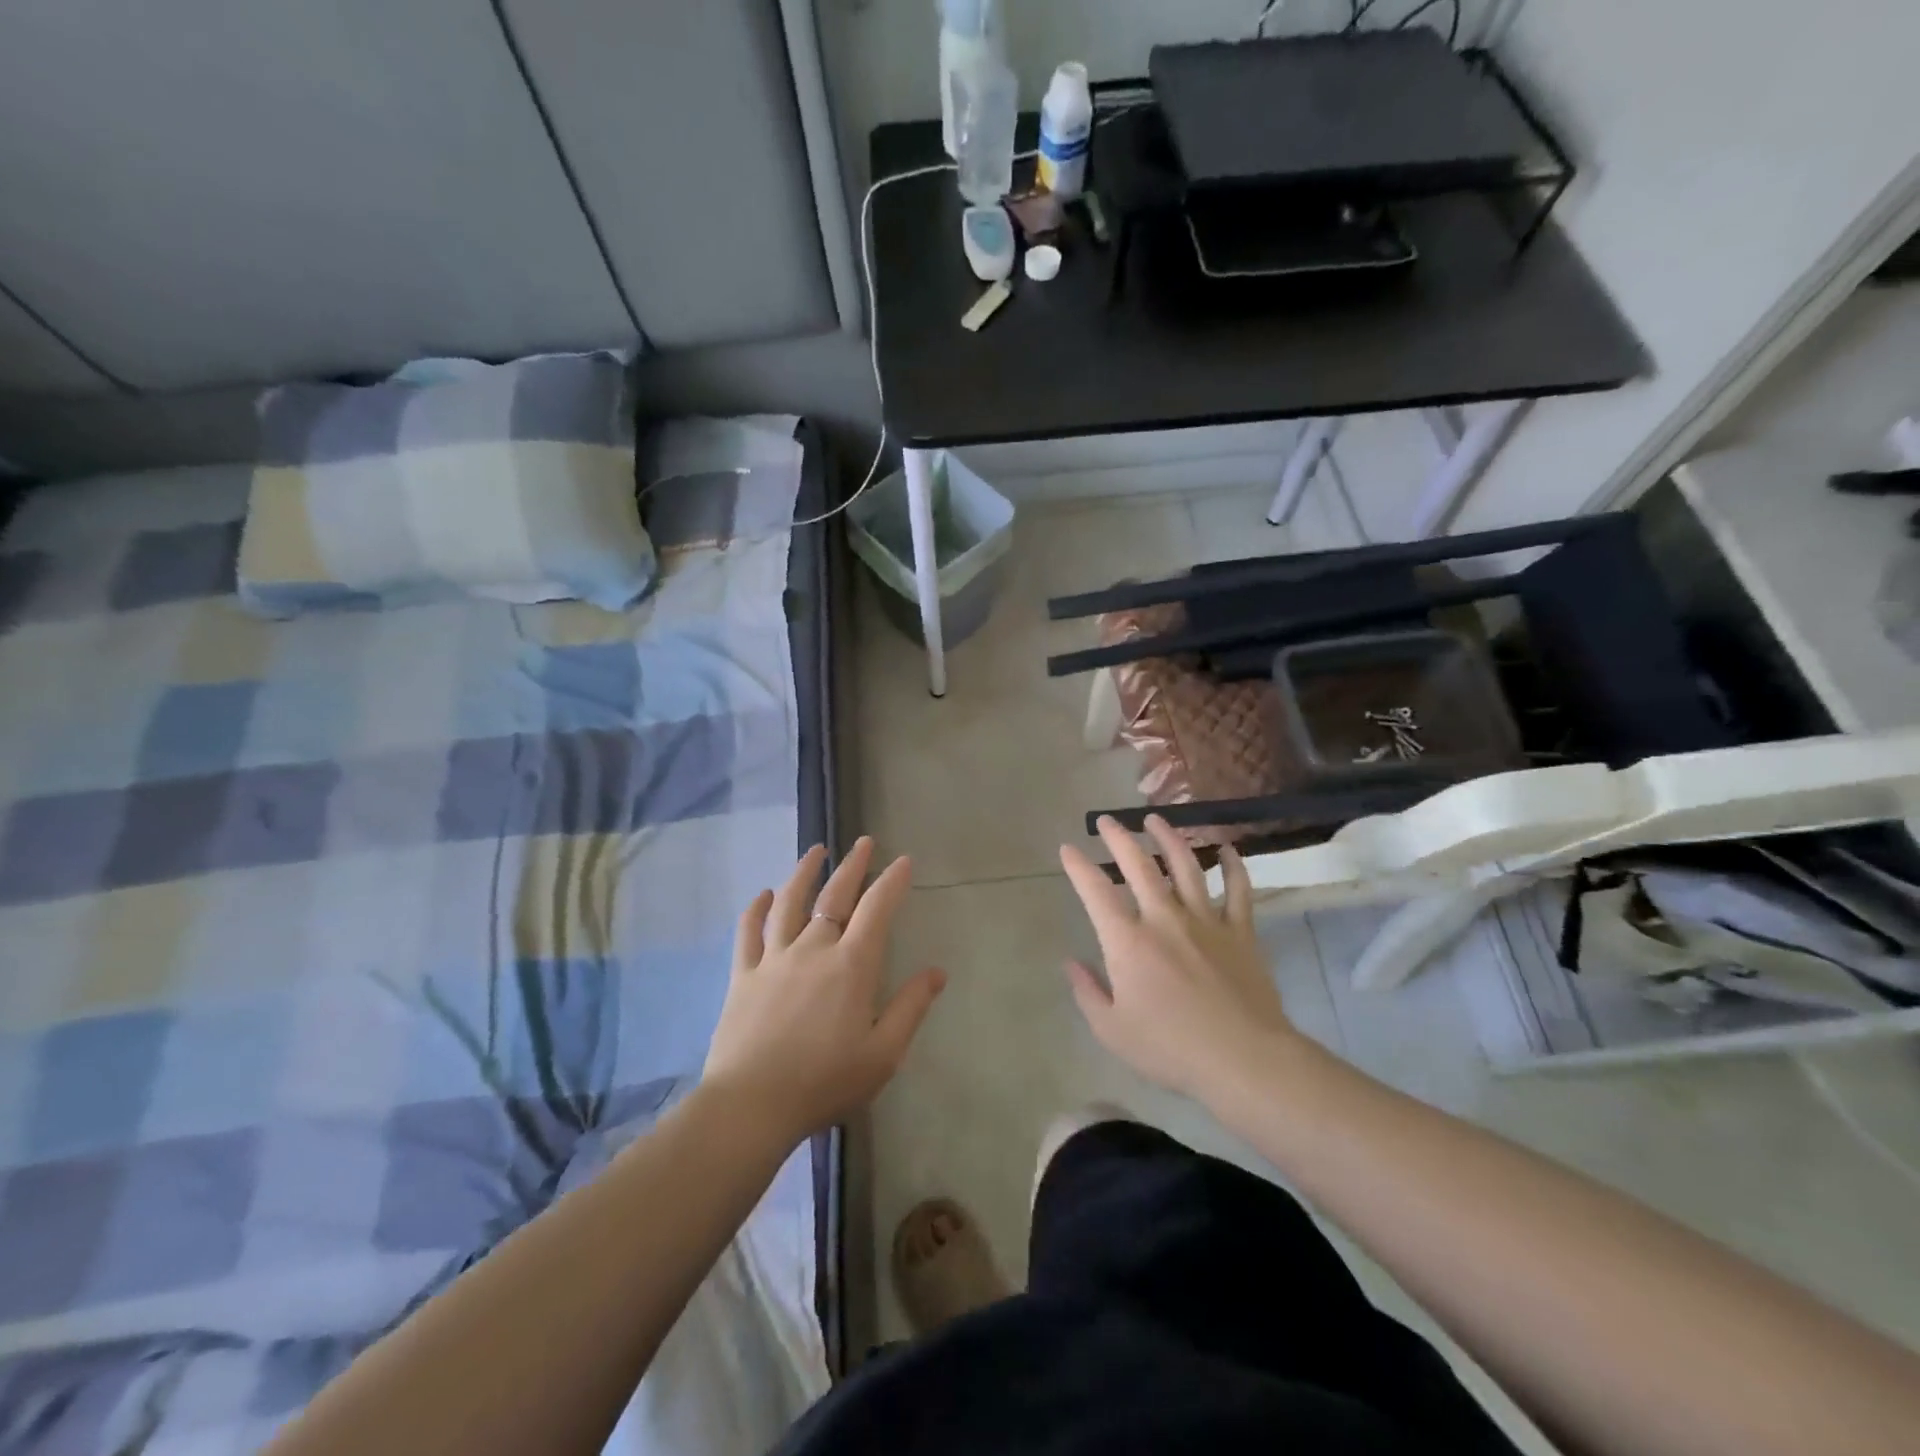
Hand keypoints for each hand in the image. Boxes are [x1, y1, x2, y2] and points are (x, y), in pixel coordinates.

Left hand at [703, 838, 944, 1144]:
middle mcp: (813, 949)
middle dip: (853, 865)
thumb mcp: (883, 1054)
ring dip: (804, 872)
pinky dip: (756, 909)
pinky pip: (748, 932)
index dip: (892, 881)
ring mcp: (774, 959)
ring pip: (790, 903)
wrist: (751, 1106)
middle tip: (863, 842)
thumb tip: (937, 971)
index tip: (903, 861)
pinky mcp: (744, 975)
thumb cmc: (825, 1082)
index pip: (877, 909)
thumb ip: (911, 1008)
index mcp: (851, 965)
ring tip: (815, 851)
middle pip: (835, 895)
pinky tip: (763, 895)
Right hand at [1060, 816, 1300, 1104]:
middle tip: (1107, 820)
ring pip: (1186, 866)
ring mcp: (1206, 921)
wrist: (1243, 1059)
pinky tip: (1227, 849)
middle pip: (1139, 865)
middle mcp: (1164, 919)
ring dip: (1169, 838)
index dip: (1078, 867)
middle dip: (1119, 838)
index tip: (1067, 849)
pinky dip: (1233, 866)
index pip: (1096, 892)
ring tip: (1156, 819)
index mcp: (1128, 941)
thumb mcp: (1112, 1030)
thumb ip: (1087, 992)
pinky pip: (1238, 890)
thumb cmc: (1170, 1048)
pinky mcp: (1240, 932)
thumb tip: (1070, 962)